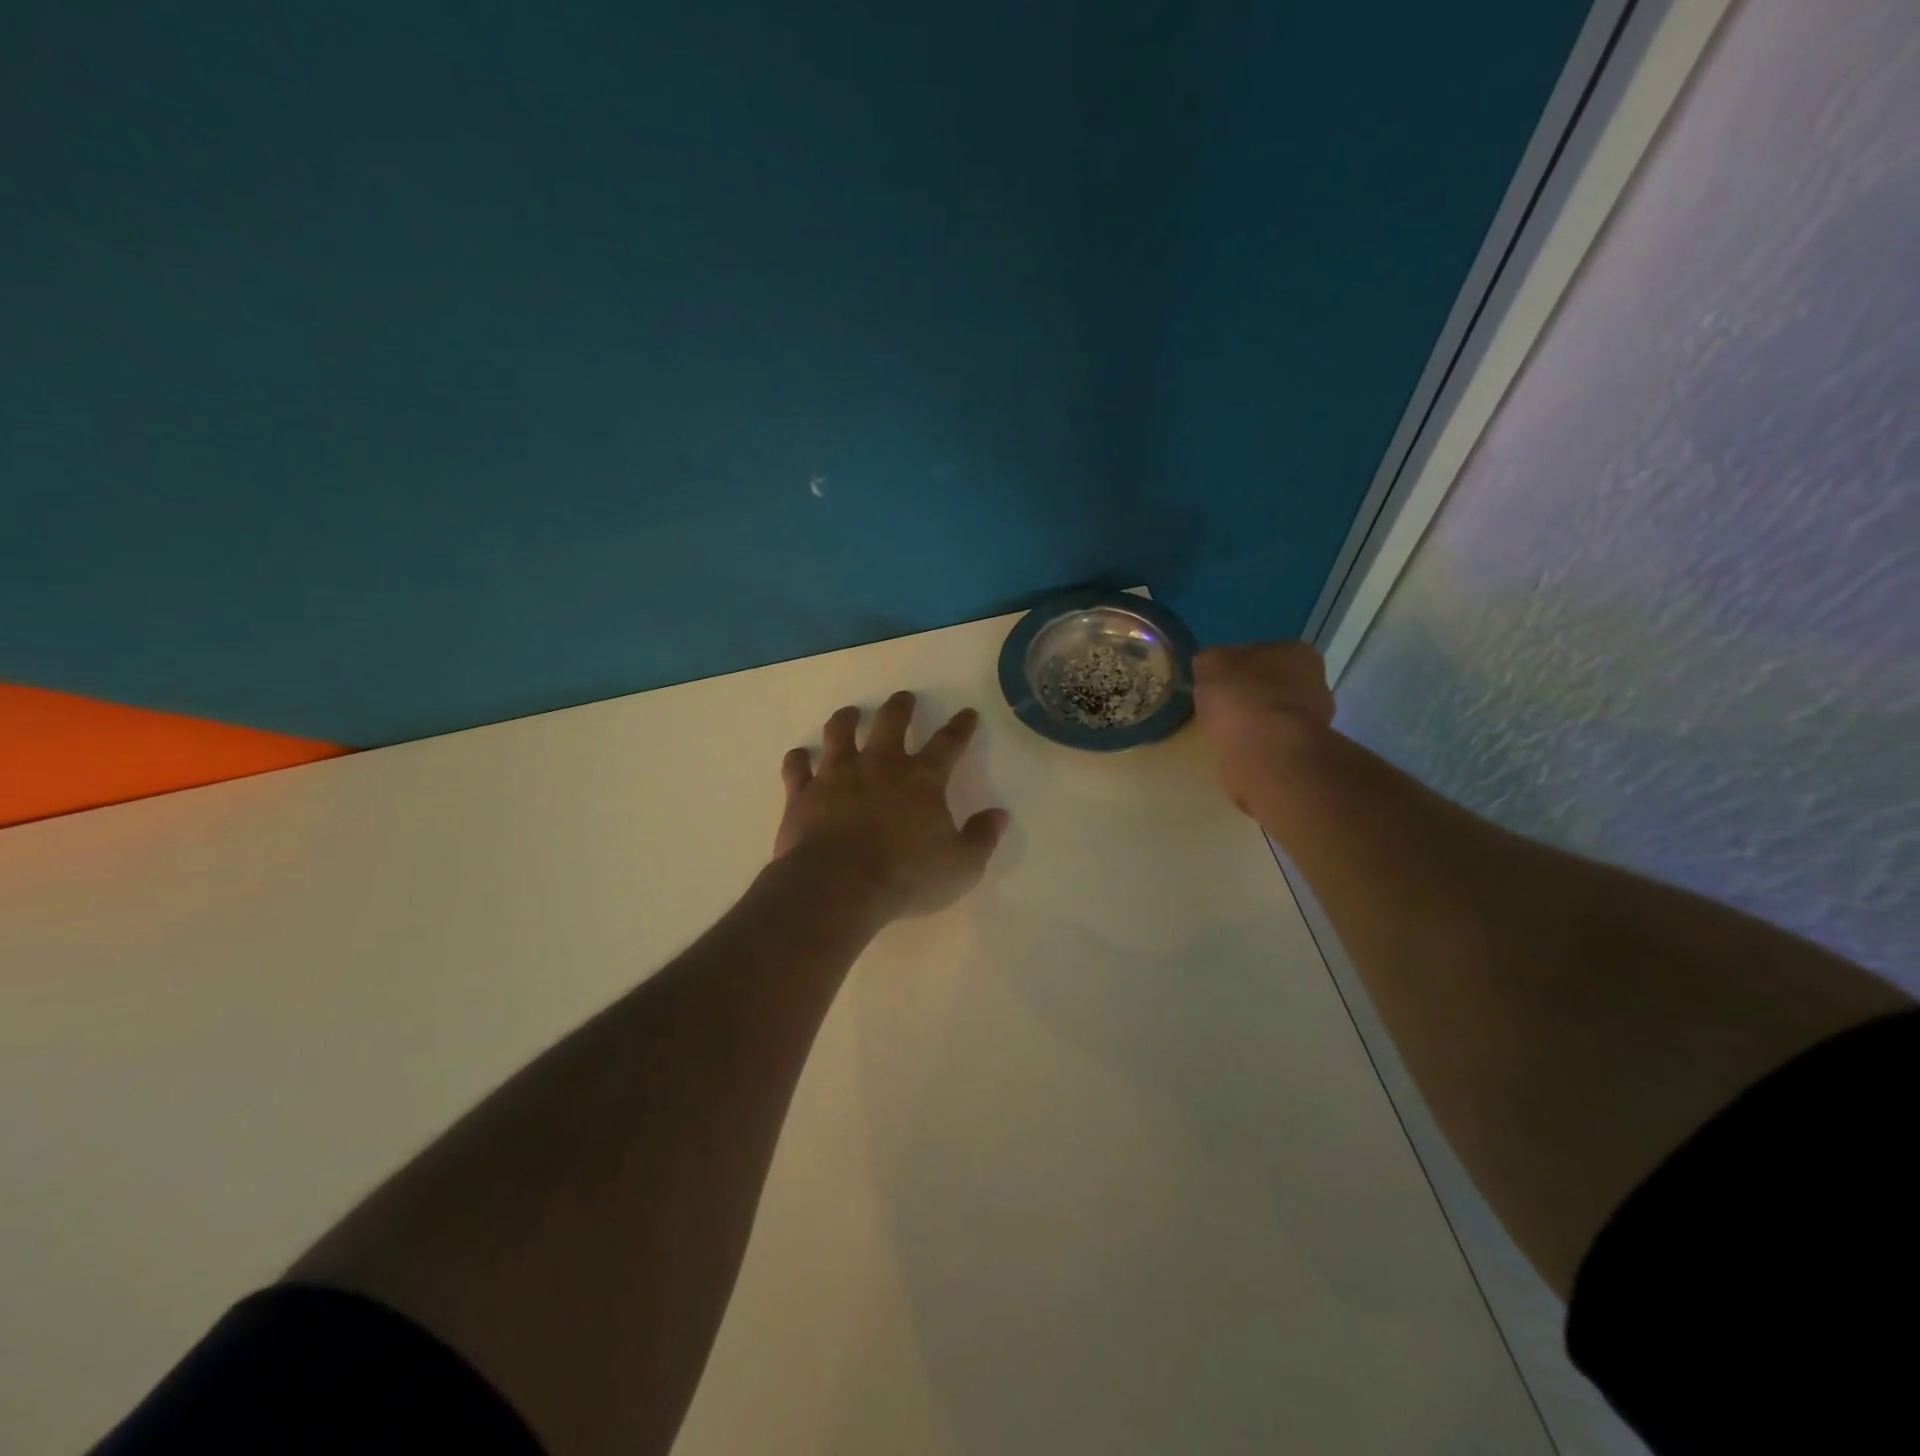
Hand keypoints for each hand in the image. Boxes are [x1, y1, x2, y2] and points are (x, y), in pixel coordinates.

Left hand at [774, 692, 1009, 924]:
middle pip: (891, 723)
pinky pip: (798, 767)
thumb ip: (982, 838)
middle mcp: (879, 766)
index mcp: (922, 780)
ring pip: (840, 733)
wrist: (838, 888)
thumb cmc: (906, 877)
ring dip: (847, 719)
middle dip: (900, 707)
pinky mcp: (803, 794)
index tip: (966, 713)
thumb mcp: (961, 866)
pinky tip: (801, 756)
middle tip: (904, 698)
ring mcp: (837, 776)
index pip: (948, 744)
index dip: (960, 727)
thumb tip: (998, 815)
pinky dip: (799, 759)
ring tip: (851, 713)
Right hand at [1192, 643, 1336, 815]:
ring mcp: (1313, 722)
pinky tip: (1233, 749)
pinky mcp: (1302, 753)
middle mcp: (1315, 683)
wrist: (1268, 755)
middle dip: (1245, 694)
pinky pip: (1269, 742)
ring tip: (1221, 731)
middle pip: (1269, 685)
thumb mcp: (1210, 664)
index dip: (1231, 665)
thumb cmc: (1243, 698)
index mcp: (1298, 653)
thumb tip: (1210, 667)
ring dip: (1250, 722)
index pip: (1257, 652)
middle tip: (1215, 706)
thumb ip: (1209, 659)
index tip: (1211, 680)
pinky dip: (1252, 745)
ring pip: (1270, 715)